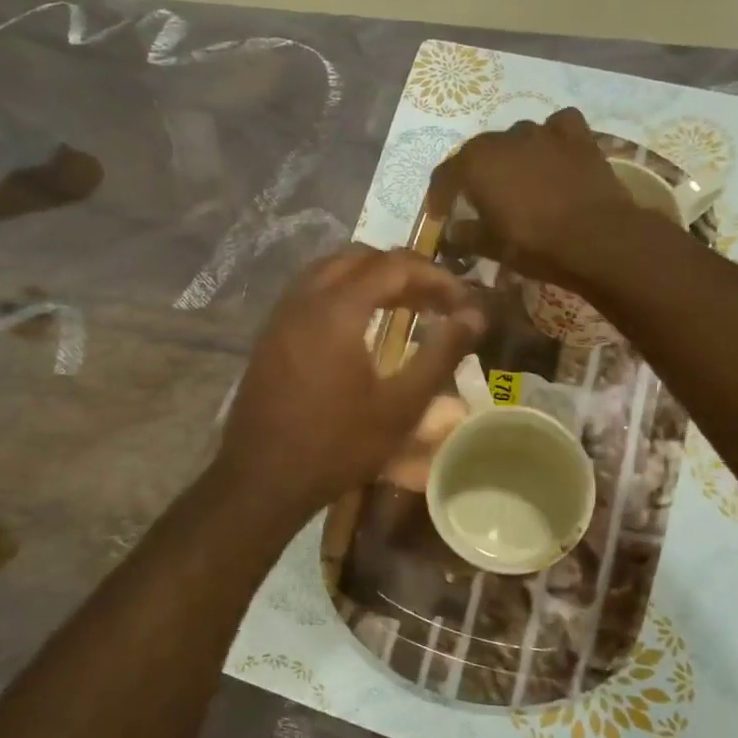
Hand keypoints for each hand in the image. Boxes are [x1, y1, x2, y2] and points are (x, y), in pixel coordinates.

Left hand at [214, 246, 487, 521]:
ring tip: (402, 305)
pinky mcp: (270, 333)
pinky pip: (310, 289)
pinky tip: (360, 324)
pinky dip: (342, 290)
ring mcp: (281, 314)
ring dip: (370, 276)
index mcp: (337, 309)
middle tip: (435, 299)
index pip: (394, 265)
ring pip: (330, 269)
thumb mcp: (400, 407)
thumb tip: (475, 315)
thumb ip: (440, 354)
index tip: (462, 301)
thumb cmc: (337, 446)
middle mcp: (305, 298)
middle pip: (360, 257)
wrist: (261, 479)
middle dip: (402, 270)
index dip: (434, 276)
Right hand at [435, 108, 656, 286]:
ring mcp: (543, 131)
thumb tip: (451, 232)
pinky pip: (558, 126)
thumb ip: (464, 235)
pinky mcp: (577, 135)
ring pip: (518, 137)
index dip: (439, 195)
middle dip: (475, 174)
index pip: (446, 175)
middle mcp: (505, 137)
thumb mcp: (491, 247)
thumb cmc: (534, 243)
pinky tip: (554, 153)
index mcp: (476, 163)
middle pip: (480, 152)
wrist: (597, 238)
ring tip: (519, 179)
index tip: (440, 214)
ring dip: (513, 155)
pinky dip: (552, 137)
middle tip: (480, 198)